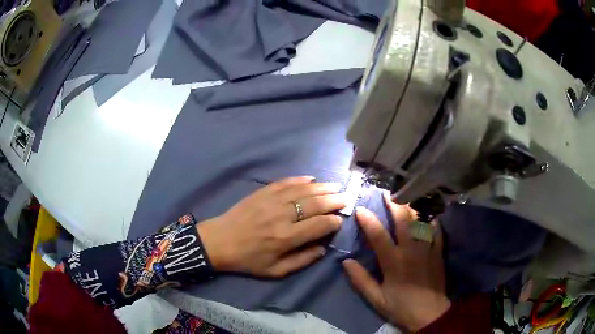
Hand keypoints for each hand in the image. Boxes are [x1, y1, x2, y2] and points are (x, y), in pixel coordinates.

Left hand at [198, 176, 346, 276]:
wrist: (219, 241)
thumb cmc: (248, 259)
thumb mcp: (275, 271)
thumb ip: (302, 261)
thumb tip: (323, 248)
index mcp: (286, 238)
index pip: (319, 225)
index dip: (333, 221)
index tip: (340, 220)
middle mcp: (282, 216)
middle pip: (315, 204)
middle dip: (334, 200)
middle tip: (346, 198)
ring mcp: (271, 201)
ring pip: (303, 190)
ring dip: (322, 187)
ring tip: (336, 186)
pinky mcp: (262, 192)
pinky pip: (285, 182)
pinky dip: (300, 179)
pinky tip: (311, 178)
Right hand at [343, 193, 450, 332]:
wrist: (429, 314)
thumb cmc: (400, 307)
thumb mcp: (376, 298)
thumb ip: (361, 280)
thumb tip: (346, 262)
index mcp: (394, 261)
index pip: (379, 235)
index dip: (368, 220)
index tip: (360, 209)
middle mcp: (411, 250)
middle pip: (403, 220)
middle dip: (394, 204)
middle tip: (387, 192)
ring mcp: (427, 248)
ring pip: (421, 221)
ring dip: (412, 206)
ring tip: (406, 195)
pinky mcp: (438, 251)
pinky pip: (436, 229)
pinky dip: (431, 218)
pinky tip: (427, 212)